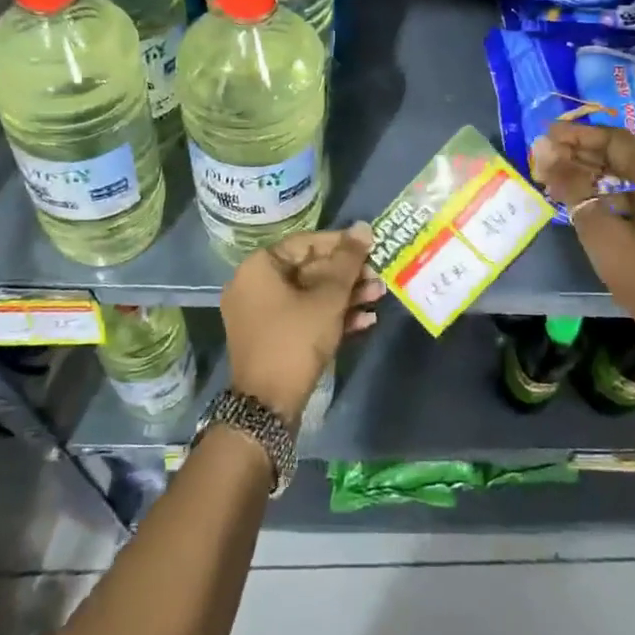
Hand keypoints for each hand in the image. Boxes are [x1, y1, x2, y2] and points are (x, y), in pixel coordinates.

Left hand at [220, 223, 385, 422]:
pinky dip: (331, 317)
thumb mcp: (328, 298)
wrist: (268, 406)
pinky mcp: (273, 338)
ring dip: (346, 296)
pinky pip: (304, 316)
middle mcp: (255, 285)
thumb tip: (363, 227)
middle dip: (348, 275)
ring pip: (310, 295)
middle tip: (379, 277)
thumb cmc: (295, 340)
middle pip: (309, 269)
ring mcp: (262, 314)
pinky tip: (366, 321)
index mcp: (259, 267)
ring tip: (380, 297)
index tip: (371, 248)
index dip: (342, 244)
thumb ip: (347, 261)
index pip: (306, 243)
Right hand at [530, 122, 634, 370]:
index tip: (546, 134)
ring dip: (597, 171)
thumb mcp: (600, 230)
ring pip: (633, 172)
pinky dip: (613, 190)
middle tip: (547, 156)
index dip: (577, 134)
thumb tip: (543, 151)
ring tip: (561, 177)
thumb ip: (571, 185)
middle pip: (624, 153)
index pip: (614, 139)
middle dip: (584, 152)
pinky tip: (589, 201)